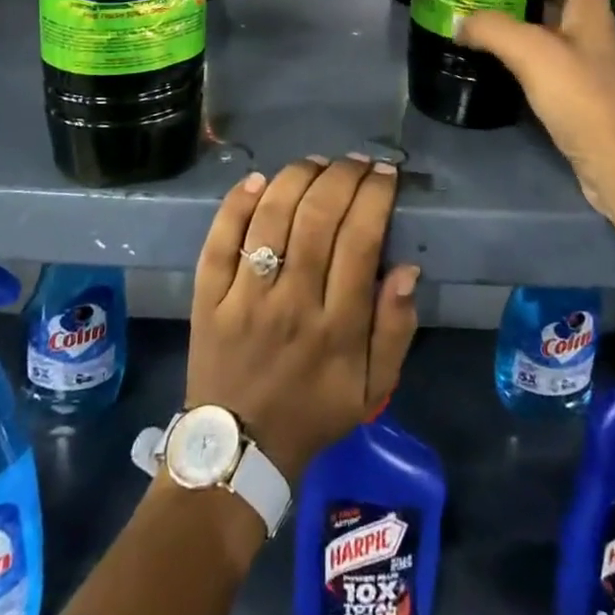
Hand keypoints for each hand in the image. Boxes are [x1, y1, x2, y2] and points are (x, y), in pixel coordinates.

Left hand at [187, 154, 420, 482]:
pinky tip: (259, 179)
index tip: (386, 174)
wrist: (239, 451)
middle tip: (357, 162)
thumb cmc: (313, 412)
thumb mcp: (373, 389)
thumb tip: (406, 269)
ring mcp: (244, 296)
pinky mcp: (209, 295)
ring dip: (298, 177)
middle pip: (318, 217)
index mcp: (337, 326)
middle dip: (343, 176)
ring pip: (272, 216)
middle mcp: (291, 302)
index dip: (375, 196)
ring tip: (318, 163)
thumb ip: (396, 329)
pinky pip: (221, 238)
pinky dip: (239, 202)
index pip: (360, 240)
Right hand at [455, 0, 614, 220]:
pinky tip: (504, 66)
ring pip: (559, 33)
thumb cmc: (580, 97)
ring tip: (489, 24)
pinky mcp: (585, 98)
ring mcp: (593, 68)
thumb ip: (493, 29)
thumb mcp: (531, 53)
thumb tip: (460, 22)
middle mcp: (597, 35)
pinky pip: (555, 64)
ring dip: (528, 24)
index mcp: (592, 14)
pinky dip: (530, 58)